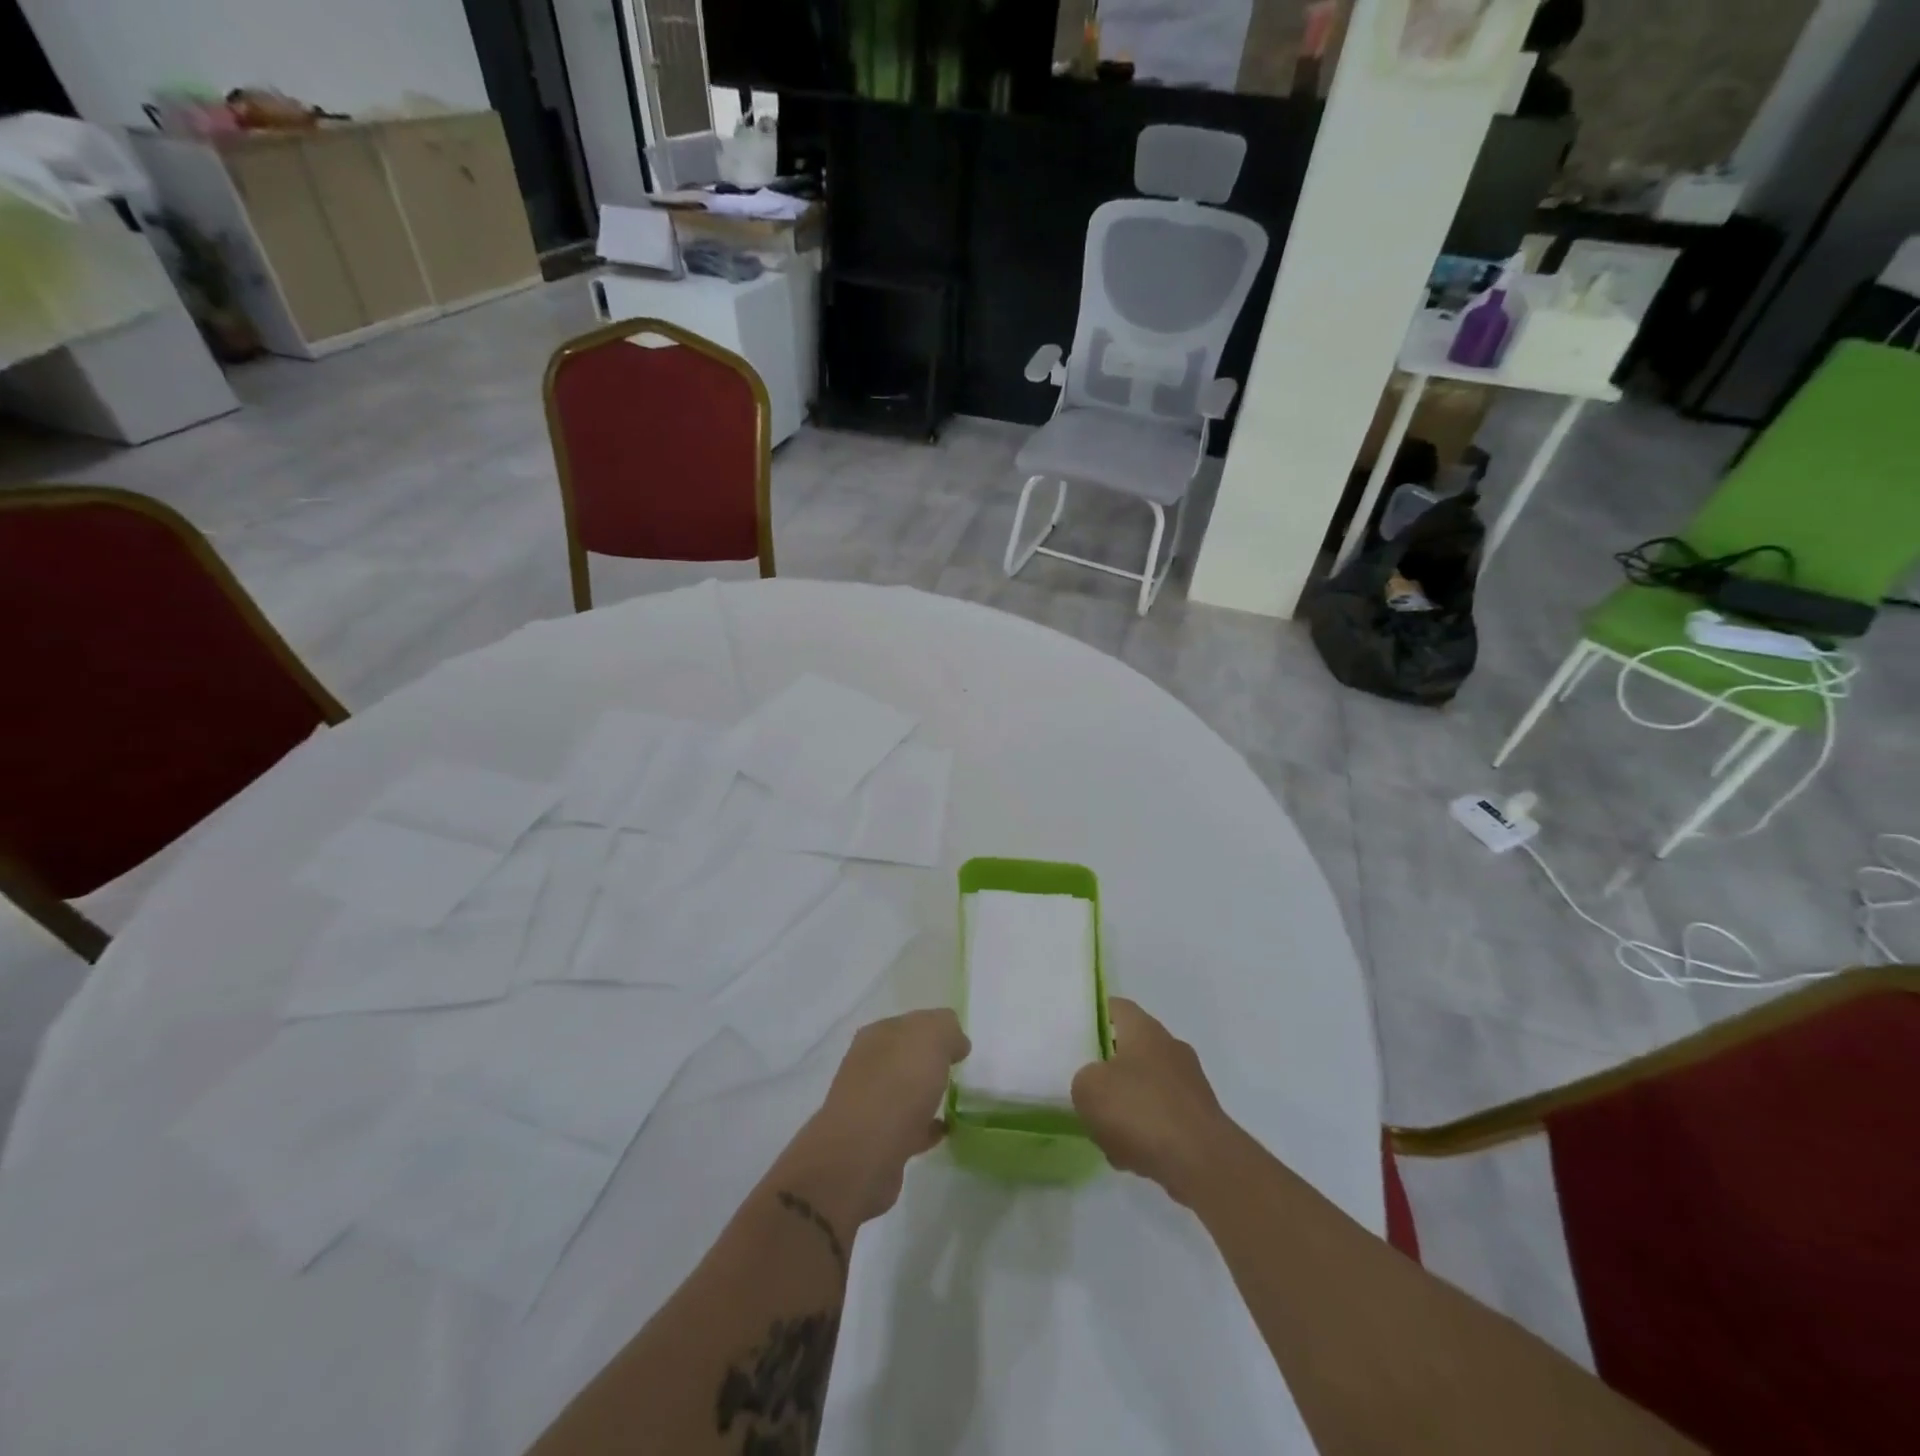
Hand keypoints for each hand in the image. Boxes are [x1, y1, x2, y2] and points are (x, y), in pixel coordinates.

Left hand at [779, 1008, 970, 1228]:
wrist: (863, 1155)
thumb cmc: (898, 1084)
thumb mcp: (932, 1037)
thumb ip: (946, 1029)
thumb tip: (955, 1042)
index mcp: (877, 1034)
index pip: (910, 1023)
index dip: (937, 1030)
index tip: (961, 1046)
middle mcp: (868, 1065)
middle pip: (906, 1056)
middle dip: (930, 1061)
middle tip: (959, 1071)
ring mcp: (869, 1104)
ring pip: (905, 1091)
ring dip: (927, 1094)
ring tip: (955, 1100)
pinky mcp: (876, 1142)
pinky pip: (908, 1126)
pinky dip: (926, 1126)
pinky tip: (945, 1131)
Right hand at [1072, 998, 1238, 1204]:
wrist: (1202, 1163)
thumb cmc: (1140, 1111)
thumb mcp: (1088, 1089)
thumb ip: (1083, 1078)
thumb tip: (1095, 1083)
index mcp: (1144, 1029)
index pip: (1116, 1008)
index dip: (1094, 1017)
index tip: (1076, 1036)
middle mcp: (1170, 1048)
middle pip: (1130, 1050)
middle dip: (1108, 1072)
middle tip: (1087, 1090)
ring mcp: (1189, 1084)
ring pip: (1146, 1088)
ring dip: (1126, 1109)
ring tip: (1107, 1137)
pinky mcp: (1200, 1119)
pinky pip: (1162, 1119)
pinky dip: (1147, 1134)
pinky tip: (1132, 1159)